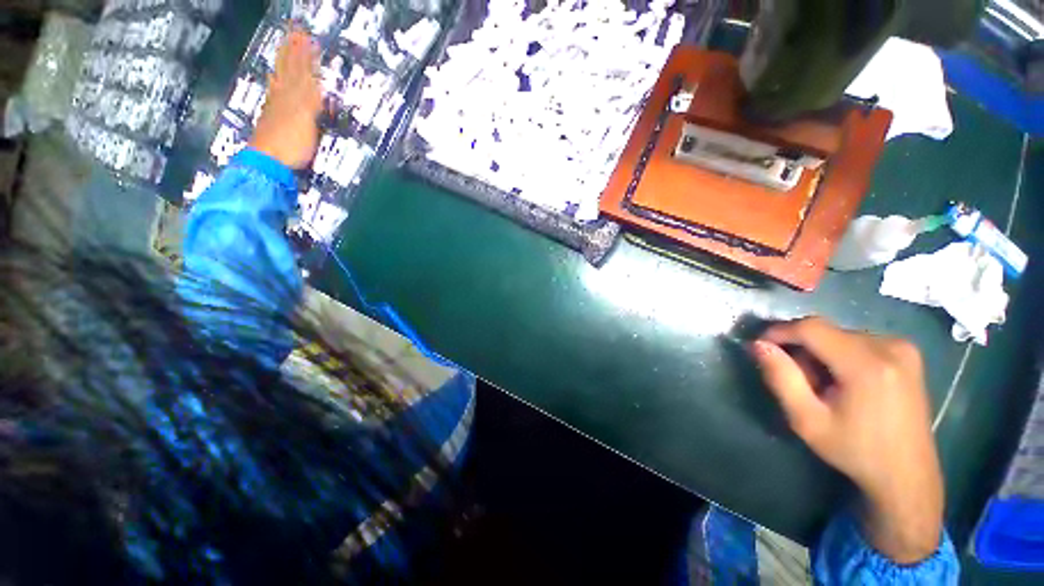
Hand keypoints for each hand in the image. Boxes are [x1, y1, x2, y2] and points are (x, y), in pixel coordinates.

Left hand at [249, 28, 321, 168]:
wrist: (269, 162)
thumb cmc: (291, 144)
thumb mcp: (307, 122)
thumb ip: (311, 101)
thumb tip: (318, 83)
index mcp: (293, 97)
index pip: (301, 71)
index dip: (304, 55)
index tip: (307, 37)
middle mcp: (283, 96)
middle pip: (289, 70)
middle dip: (293, 52)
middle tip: (296, 34)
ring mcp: (275, 105)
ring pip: (281, 78)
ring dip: (285, 62)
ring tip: (286, 48)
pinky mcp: (272, 116)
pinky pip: (275, 91)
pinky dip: (276, 81)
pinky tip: (274, 78)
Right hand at [750, 317, 943, 564]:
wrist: (907, 482)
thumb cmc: (854, 454)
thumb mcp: (806, 421)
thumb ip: (780, 378)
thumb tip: (757, 346)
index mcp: (867, 363)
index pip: (809, 328)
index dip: (777, 331)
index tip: (757, 346)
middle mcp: (888, 348)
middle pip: (825, 332)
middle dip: (797, 348)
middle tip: (787, 375)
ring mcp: (903, 351)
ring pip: (840, 337)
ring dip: (817, 354)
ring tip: (814, 384)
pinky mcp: (907, 358)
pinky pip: (858, 344)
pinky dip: (837, 356)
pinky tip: (838, 383)